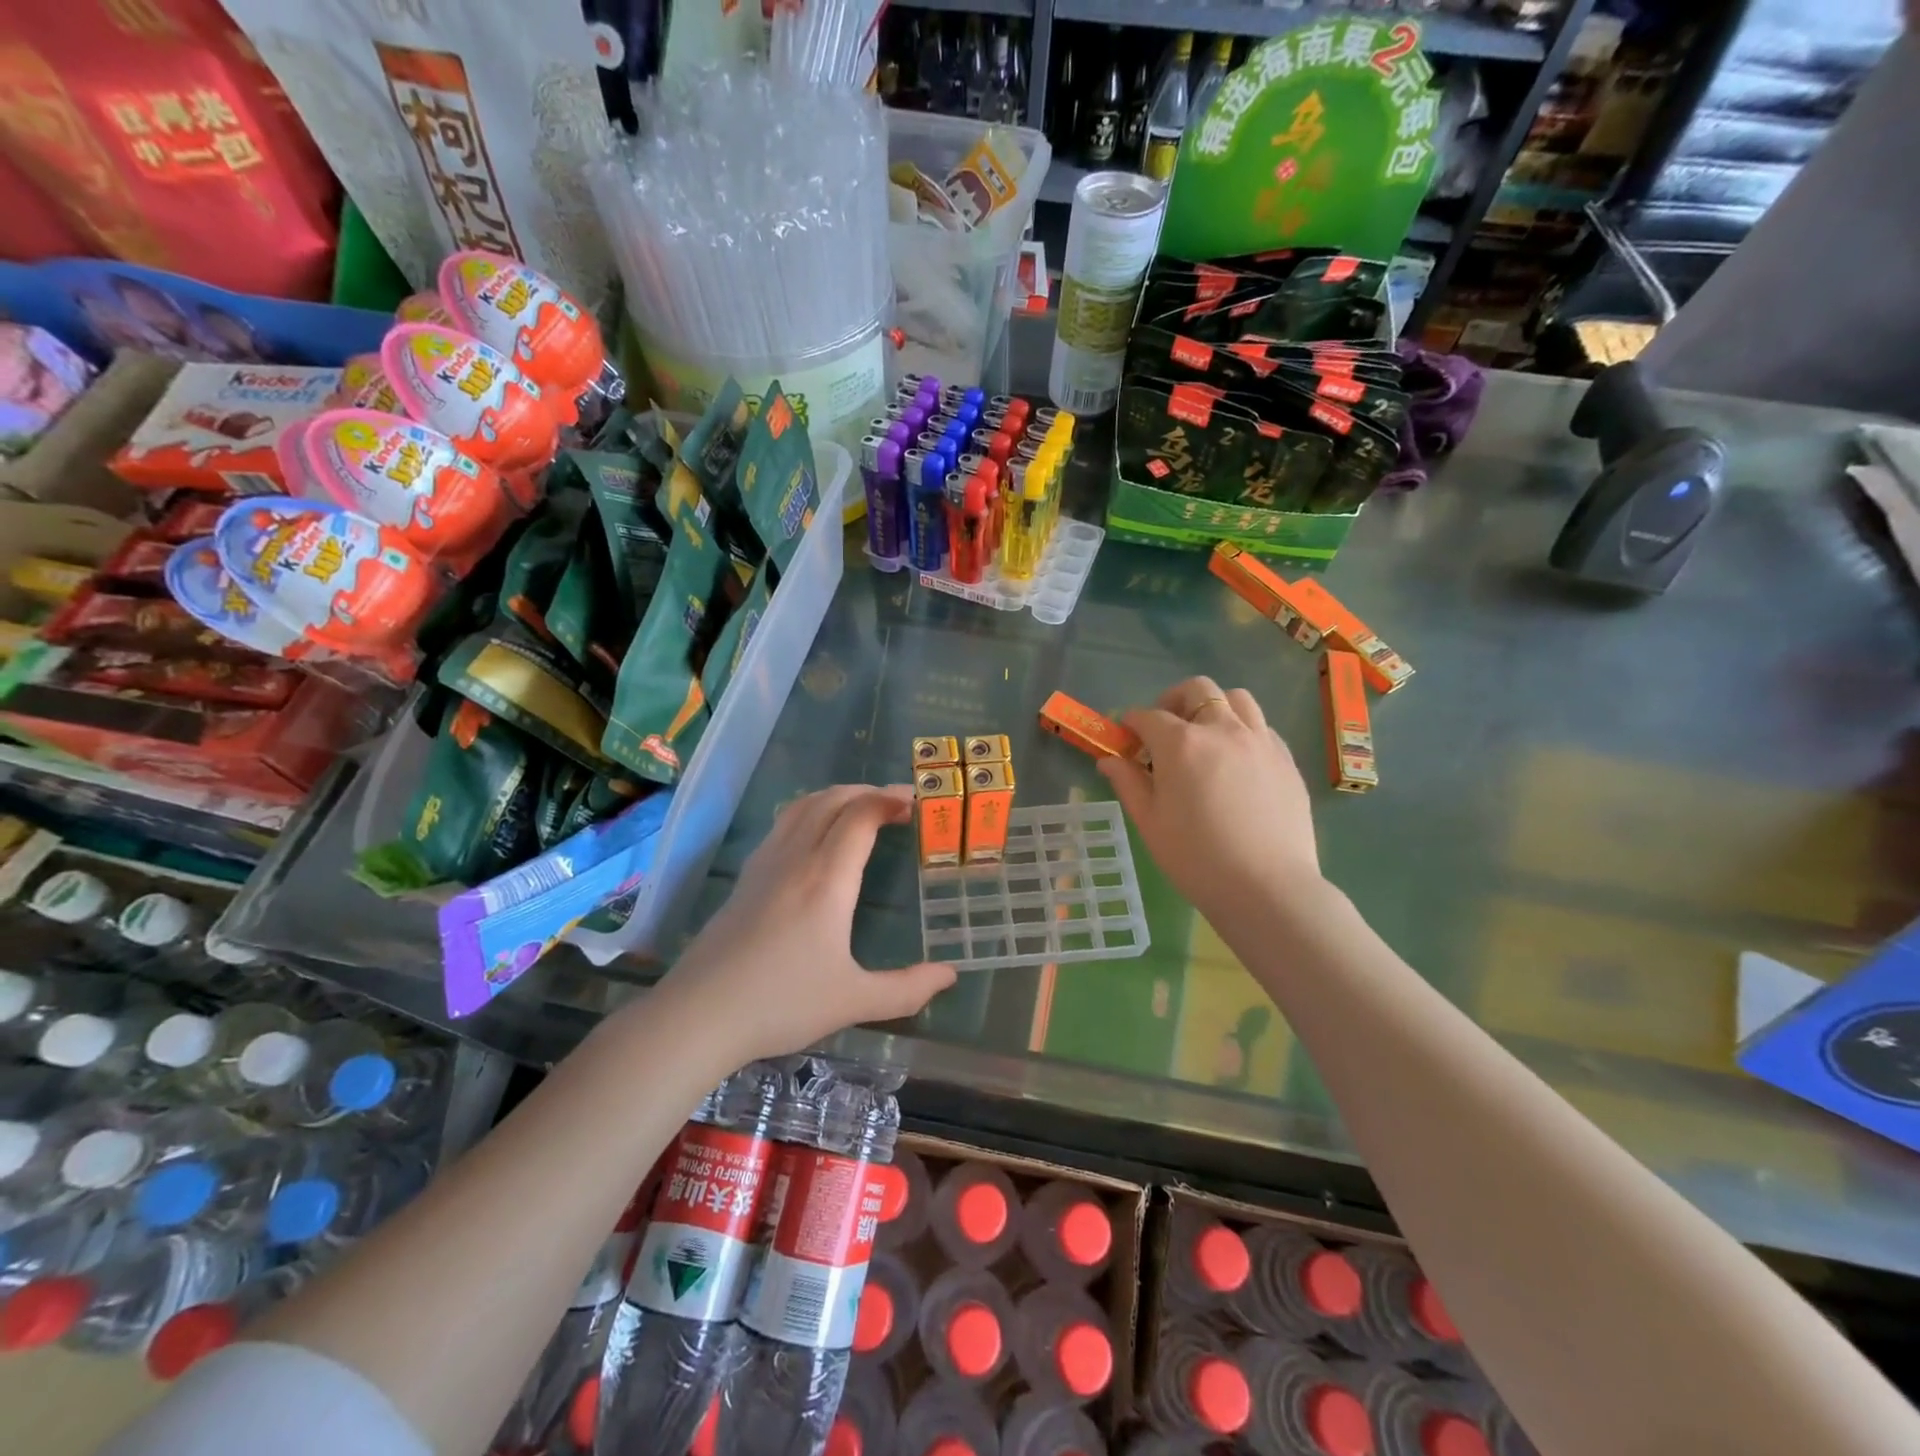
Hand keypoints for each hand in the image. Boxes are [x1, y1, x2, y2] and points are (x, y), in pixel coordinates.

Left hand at [663, 784, 956, 1062]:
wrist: (699, 1014)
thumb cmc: (781, 1004)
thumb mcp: (853, 1001)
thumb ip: (907, 989)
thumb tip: (950, 976)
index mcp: (826, 879)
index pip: (861, 815)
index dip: (890, 799)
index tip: (917, 803)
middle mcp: (795, 858)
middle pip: (832, 800)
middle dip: (868, 792)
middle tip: (897, 804)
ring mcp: (765, 864)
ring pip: (803, 806)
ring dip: (837, 797)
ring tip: (862, 809)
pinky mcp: (745, 877)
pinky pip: (783, 824)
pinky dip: (811, 812)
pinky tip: (817, 837)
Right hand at [1098, 676, 1322, 924]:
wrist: (1267, 888)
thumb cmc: (1196, 858)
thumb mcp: (1150, 823)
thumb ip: (1128, 783)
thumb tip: (1108, 760)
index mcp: (1181, 744)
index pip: (1149, 717)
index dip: (1132, 723)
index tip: (1126, 736)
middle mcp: (1222, 730)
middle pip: (1197, 690)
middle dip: (1174, 701)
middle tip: (1165, 729)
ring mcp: (1260, 741)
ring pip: (1237, 699)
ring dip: (1214, 707)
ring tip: (1205, 736)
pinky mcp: (1286, 759)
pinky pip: (1262, 727)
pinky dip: (1243, 730)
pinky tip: (1236, 760)